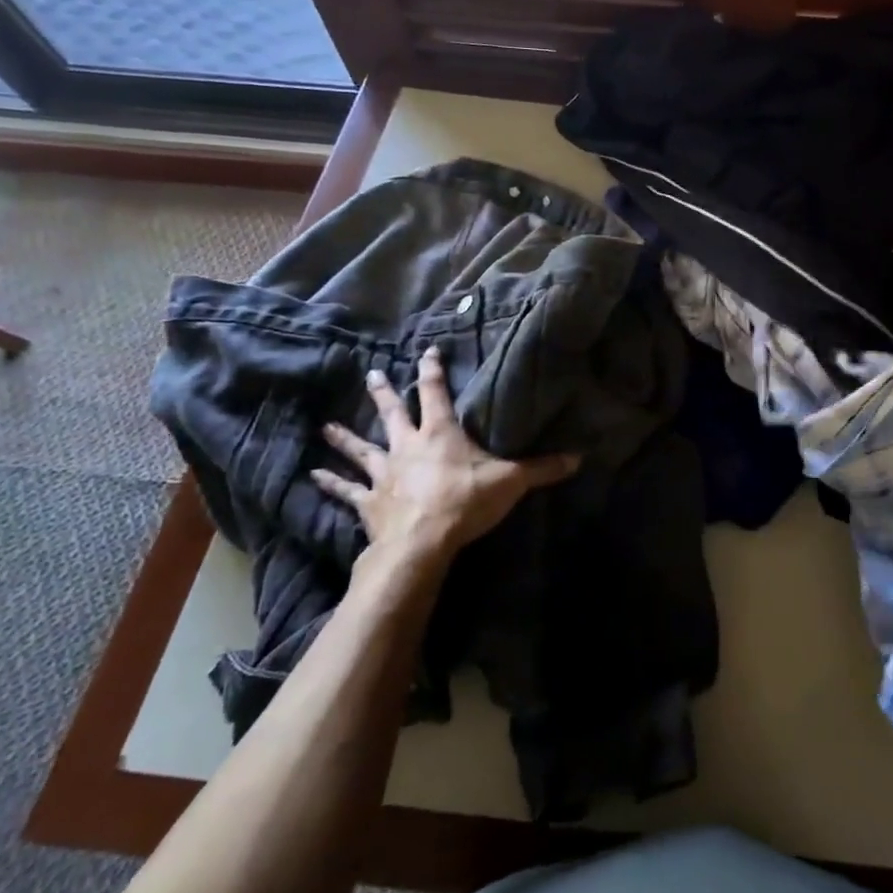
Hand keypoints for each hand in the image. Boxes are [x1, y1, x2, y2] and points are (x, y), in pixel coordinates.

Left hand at [312, 347, 579, 566]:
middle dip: (384, 393)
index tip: (426, 352)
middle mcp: (408, 445)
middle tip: (372, 375)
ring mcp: (384, 472)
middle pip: (393, 413)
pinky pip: (346, 490)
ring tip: (327, 426)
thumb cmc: (466, 500)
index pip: (437, 393)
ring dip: (345, 437)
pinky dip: (330, 483)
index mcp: (441, 433)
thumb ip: (542, 468)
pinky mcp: (369, 501)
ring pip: (362, 448)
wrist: (422, 541)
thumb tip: (579, 457)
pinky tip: (313, 476)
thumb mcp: (511, 481)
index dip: (433, 371)